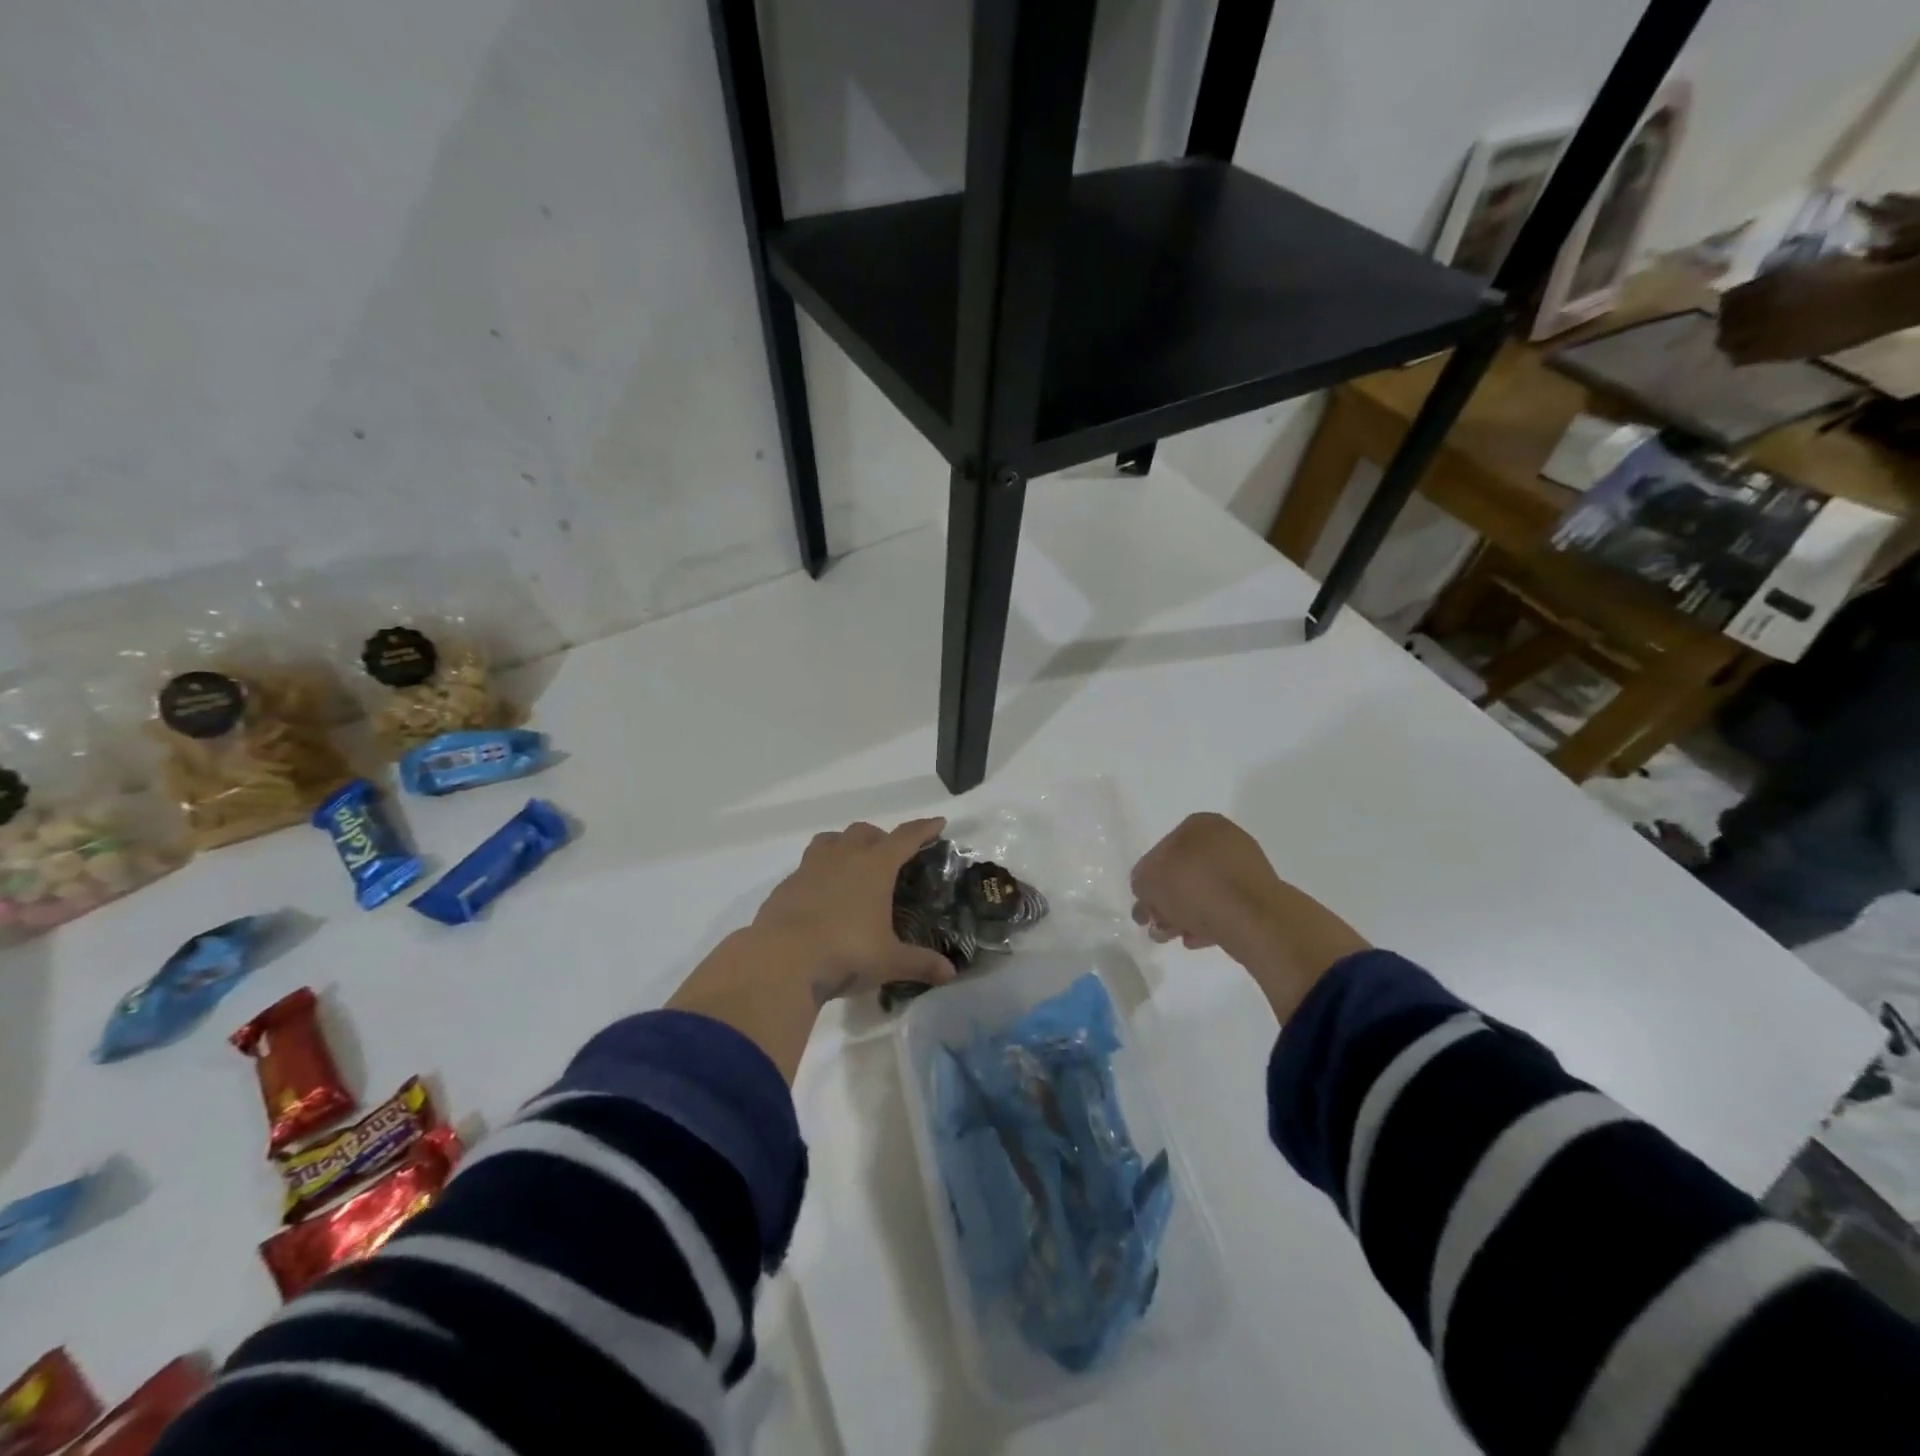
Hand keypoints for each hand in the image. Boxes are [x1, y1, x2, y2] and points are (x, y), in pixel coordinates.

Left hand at [667, 817, 954, 1080]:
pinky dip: (819, 872)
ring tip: (852, 865)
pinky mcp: (785, 886)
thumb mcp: (889, 961)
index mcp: (875, 866)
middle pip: (864, 832)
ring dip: (845, 845)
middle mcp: (843, 858)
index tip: (938, 823)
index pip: (905, 838)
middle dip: (881, 837)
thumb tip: (950, 973)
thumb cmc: (845, 953)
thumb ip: (920, 963)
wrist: (780, 960)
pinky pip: (807, 867)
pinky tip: (822, 896)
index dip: (923, 829)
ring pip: (830, 840)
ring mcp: (810, 868)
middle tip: (890, 856)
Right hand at [1130, 813, 1367, 1018]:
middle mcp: (1225, 839)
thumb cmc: (1194, 887)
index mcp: (1200, 824)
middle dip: (1166, 901)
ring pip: (1203, 892)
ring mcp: (1246, 868)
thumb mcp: (1148, 882)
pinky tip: (1196, 940)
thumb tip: (1149, 893)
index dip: (1148, 879)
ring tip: (1173, 937)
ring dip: (1183, 914)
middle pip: (1183, 873)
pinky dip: (1207, 921)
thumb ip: (1141, 883)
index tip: (1144, 903)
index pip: (1161, 849)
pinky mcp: (1259, 897)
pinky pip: (1224, 907)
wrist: (1254, 918)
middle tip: (1155, 925)